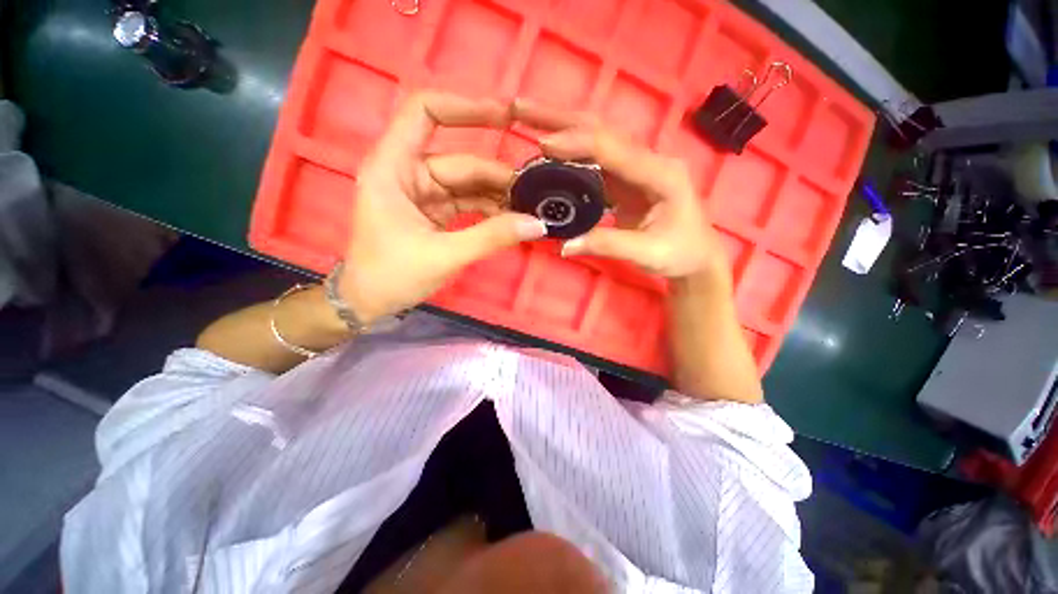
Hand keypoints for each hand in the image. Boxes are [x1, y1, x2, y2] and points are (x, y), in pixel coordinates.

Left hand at [338, 93, 547, 323]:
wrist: (369, 302)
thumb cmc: (392, 276)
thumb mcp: (444, 255)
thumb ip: (491, 237)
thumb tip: (536, 224)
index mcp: (393, 168)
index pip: (425, 112)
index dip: (465, 107)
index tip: (506, 117)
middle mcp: (408, 172)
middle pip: (461, 161)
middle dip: (498, 178)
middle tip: (533, 195)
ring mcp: (423, 192)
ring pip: (468, 184)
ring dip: (498, 197)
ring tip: (527, 211)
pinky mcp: (434, 211)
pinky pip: (467, 202)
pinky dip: (489, 211)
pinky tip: (510, 221)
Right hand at [512, 100, 726, 279]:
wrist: (697, 257)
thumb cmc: (680, 254)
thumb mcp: (647, 254)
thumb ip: (607, 245)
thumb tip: (564, 245)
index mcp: (661, 174)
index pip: (614, 150)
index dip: (578, 145)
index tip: (543, 144)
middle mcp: (648, 161)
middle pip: (602, 131)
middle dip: (561, 119)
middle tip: (521, 108)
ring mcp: (636, 168)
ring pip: (595, 140)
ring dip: (561, 128)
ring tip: (526, 119)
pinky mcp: (625, 180)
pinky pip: (593, 160)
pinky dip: (569, 153)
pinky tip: (548, 151)